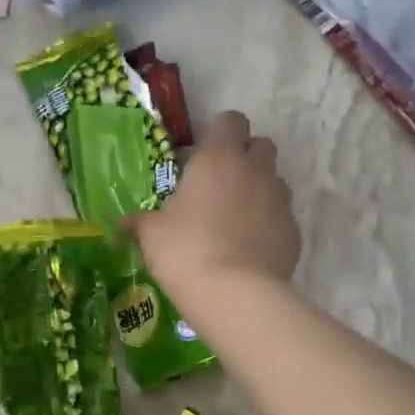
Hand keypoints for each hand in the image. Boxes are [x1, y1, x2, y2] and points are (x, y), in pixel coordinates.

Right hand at [128, 110, 300, 302]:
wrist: (235, 294)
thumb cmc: (186, 252)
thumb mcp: (152, 235)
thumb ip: (140, 222)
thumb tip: (121, 223)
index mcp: (218, 158)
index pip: (230, 120)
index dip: (220, 134)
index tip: (204, 156)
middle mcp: (255, 170)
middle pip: (261, 145)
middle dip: (246, 157)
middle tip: (223, 185)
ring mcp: (280, 200)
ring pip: (276, 181)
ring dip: (260, 191)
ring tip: (238, 219)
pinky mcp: (293, 231)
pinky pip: (283, 218)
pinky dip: (270, 225)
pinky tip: (251, 249)